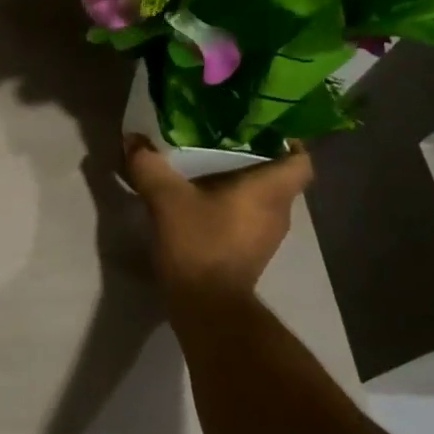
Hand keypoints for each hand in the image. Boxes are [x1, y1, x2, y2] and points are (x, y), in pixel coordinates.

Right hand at [122, 133, 313, 299]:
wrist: (206, 306)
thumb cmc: (199, 244)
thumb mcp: (166, 199)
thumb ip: (149, 165)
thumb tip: (133, 138)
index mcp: (270, 190)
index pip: (301, 159)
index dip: (288, 141)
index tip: (260, 128)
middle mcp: (279, 211)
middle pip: (279, 176)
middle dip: (254, 157)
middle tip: (222, 140)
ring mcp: (267, 236)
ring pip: (263, 198)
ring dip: (241, 184)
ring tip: (208, 167)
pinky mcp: (251, 253)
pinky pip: (248, 218)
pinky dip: (232, 206)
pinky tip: (202, 201)